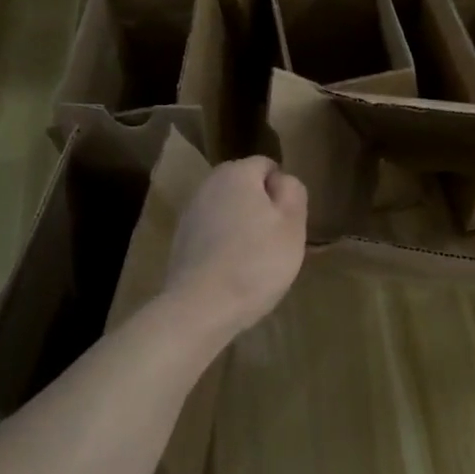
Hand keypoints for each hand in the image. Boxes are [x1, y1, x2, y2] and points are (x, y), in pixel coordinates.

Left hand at [165, 157, 307, 334]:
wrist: (201, 307)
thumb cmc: (257, 261)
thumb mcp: (293, 225)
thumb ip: (293, 192)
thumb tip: (282, 181)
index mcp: (237, 173)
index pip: (267, 166)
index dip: (283, 190)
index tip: (290, 220)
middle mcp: (208, 185)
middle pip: (245, 186)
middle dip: (262, 206)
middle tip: (276, 240)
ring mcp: (190, 213)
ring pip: (228, 210)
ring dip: (243, 225)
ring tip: (255, 258)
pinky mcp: (180, 240)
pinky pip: (213, 232)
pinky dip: (224, 243)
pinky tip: (233, 270)